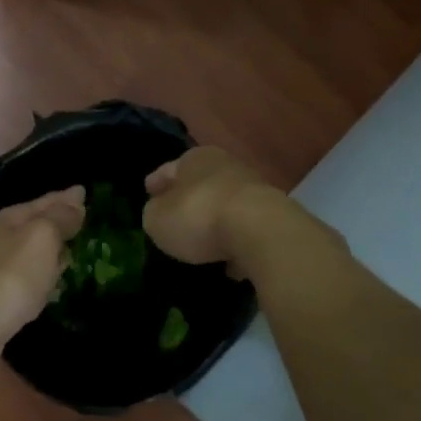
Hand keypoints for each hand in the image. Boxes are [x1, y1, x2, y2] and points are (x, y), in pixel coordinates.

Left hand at [0, 187, 85, 382]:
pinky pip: (32, 279)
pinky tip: (55, 284)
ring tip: (77, 249)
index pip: (47, 201)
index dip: (67, 197)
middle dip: (60, 221)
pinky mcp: (3, 298)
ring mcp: (1, 269)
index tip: (85, 191)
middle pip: (39, 225)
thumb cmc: (11, 276)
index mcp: (12, 219)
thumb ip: (60, 218)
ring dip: (54, 251)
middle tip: (86, 219)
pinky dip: (45, 278)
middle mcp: (4, 239)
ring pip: (36, 253)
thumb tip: (76, 199)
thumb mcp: (41, 237)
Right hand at [142, 147, 276, 274]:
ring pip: (224, 206)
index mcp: (194, 158)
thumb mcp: (156, 219)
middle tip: (174, 216)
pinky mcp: (273, 217)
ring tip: (202, 243)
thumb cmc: (198, 215)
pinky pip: (245, 230)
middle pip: (199, 184)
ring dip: (214, 221)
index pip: (168, 170)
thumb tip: (160, 213)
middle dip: (187, 199)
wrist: (261, 231)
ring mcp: (253, 190)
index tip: (148, 191)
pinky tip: (229, 262)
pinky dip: (236, 242)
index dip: (156, 183)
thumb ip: (153, 214)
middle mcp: (225, 166)